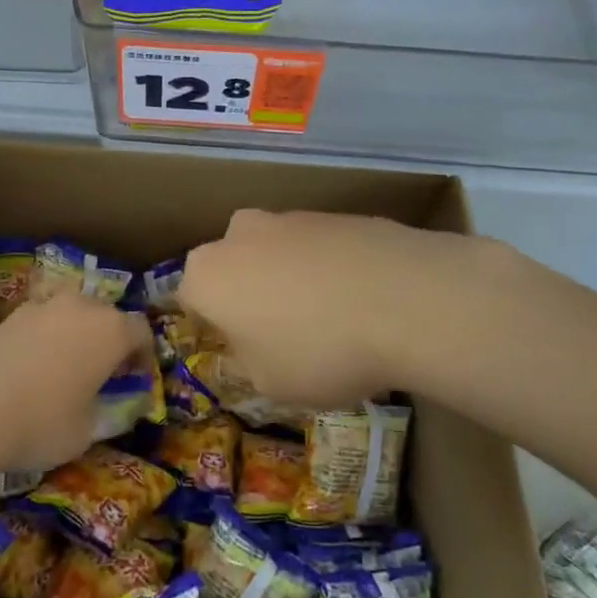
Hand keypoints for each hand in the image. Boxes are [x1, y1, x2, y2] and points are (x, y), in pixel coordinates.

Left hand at [0, 294, 151, 472]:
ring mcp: (43, 306)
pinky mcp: (10, 315)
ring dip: (76, 333)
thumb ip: (108, 412)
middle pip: (107, 315)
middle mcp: (82, 307)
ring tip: (66, 365)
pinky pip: (41, 320)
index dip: (143, 355)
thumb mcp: (87, 431)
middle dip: (110, 339)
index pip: (142, 331)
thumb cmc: (42, 422)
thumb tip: (112, 407)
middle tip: (103, 371)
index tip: (136, 378)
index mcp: (111, 330)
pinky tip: (33, 366)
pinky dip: (44, 336)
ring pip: (71, 312)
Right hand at [179, 210, 484, 407]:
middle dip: (248, 293)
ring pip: (276, 252)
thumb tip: (252, 346)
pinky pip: (319, 247)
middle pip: (232, 265)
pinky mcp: (337, 213)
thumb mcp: (269, 384)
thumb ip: (247, 362)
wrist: (407, 299)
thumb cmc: (320, 351)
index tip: (239, 350)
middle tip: (281, 332)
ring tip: (331, 318)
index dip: (212, 327)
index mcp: (208, 275)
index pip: (189, 299)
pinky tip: (361, 298)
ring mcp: (290, 217)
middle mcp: (240, 234)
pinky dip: (329, 268)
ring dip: (290, 278)